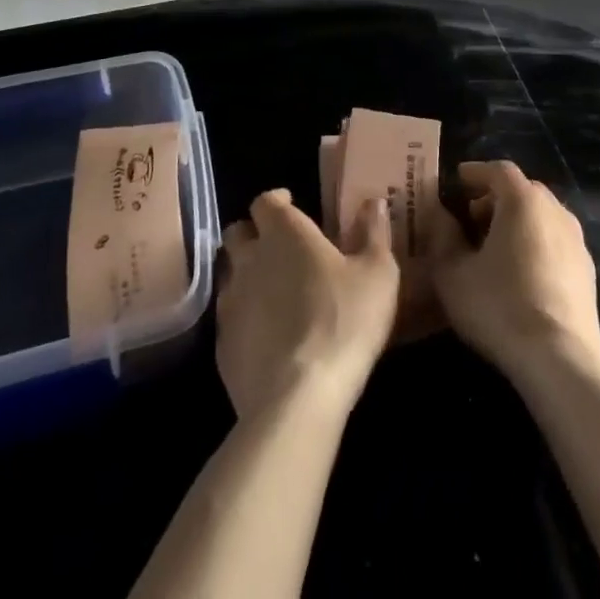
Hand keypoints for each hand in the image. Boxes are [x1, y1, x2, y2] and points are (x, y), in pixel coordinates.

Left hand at [216, 189, 399, 421]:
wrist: (298, 398)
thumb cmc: (344, 322)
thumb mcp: (378, 274)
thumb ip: (374, 232)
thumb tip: (373, 201)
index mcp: (284, 233)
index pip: (265, 201)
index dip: (277, 201)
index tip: (292, 205)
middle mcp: (250, 259)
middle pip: (238, 232)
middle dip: (254, 233)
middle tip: (279, 246)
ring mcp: (230, 302)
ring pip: (230, 274)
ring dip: (246, 274)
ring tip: (271, 290)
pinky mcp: (222, 345)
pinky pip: (228, 317)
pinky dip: (244, 316)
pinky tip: (265, 334)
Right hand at [429, 161, 599, 382]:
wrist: (560, 359)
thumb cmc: (499, 306)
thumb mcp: (452, 273)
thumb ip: (442, 237)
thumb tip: (439, 215)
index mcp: (522, 200)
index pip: (498, 170)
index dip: (476, 172)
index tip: (457, 180)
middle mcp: (554, 210)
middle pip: (523, 191)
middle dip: (495, 198)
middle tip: (471, 218)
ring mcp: (576, 240)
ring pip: (542, 217)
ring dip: (517, 222)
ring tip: (495, 247)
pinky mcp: (588, 271)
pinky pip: (555, 242)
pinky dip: (536, 244)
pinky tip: (521, 273)